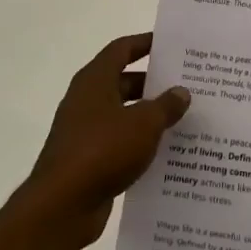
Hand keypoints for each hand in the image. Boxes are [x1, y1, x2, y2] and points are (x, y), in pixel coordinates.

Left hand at [19, 33, 190, 249]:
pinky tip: (167, 151)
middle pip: (124, 81)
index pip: (122, 49)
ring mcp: (85, 130)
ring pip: (123, 113)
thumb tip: (181, 92)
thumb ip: (165, 105)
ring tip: (184, 117)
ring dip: (149, 114)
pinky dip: (140, 142)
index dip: (145, 43)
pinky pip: (120, 141)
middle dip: (154, 82)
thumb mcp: (143, 124)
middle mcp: (87, 100)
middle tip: (187, 84)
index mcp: (95, 80)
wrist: (63, 205)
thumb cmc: (102, 150)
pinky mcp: (88, 159)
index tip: (171, 45)